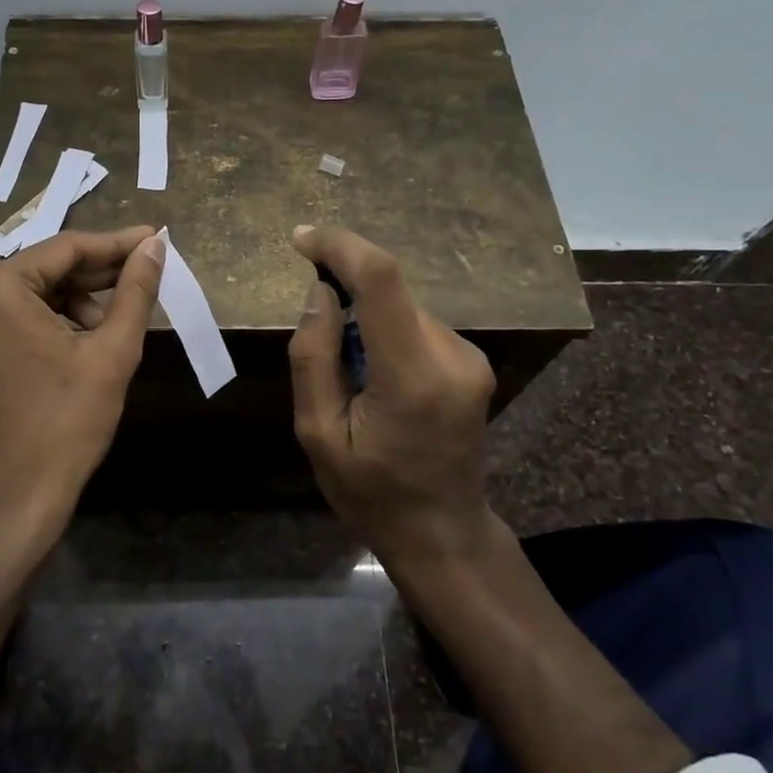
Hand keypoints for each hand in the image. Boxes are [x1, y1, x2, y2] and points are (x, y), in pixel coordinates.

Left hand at [0, 226, 163, 541]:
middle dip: (93, 279)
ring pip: (23, 299)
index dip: (114, 244)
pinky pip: (4, 324)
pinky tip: (74, 347)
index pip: (64, 250)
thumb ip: (135, 290)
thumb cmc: (68, 422)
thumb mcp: (111, 351)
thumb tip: (154, 246)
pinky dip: (40, 327)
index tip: (153, 239)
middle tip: (139, 280)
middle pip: (41, 273)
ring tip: (107, 331)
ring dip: (69, 306)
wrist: (17, 498)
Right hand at [287, 225, 498, 562]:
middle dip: (346, 292)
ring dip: (365, 318)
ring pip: (401, 307)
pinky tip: (375, 378)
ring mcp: (469, 358)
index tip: (301, 239)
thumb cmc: (370, 492)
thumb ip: (313, 356)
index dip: (340, 247)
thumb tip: (320, 291)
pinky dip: (385, 332)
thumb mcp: (317, 433)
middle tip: (317, 337)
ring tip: (350, 377)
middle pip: (390, 292)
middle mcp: (451, 356)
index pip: (381, 280)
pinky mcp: (471, 362)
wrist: (442, 532)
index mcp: (412, 376)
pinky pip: (415, 325)